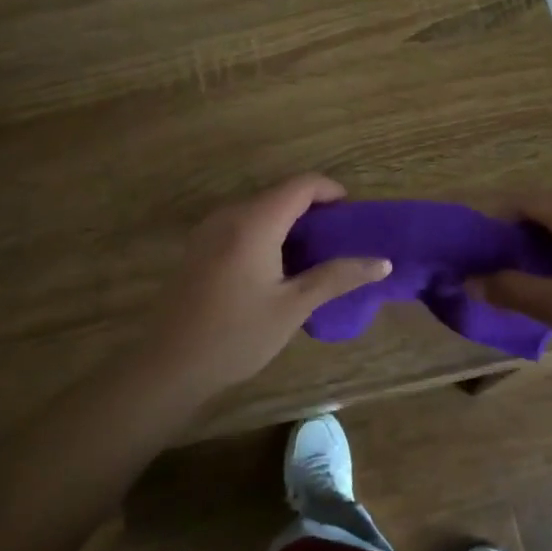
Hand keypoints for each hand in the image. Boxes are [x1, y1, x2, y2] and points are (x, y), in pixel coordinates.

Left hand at [136, 175, 390, 400]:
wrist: (169, 365)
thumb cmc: (236, 335)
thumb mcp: (293, 306)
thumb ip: (337, 277)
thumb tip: (382, 262)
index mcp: (255, 222)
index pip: (301, 185)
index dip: (332, 191)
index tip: (353, 215)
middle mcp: (230, 215)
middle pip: (280, 194)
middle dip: (314, 209)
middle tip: (340, 240)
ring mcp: (210, 230)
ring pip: (260, 209)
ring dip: (290, 222)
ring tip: (315, 254)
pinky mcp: (199, 247)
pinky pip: (242, 225)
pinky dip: (268, 233)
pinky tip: (279, 267)